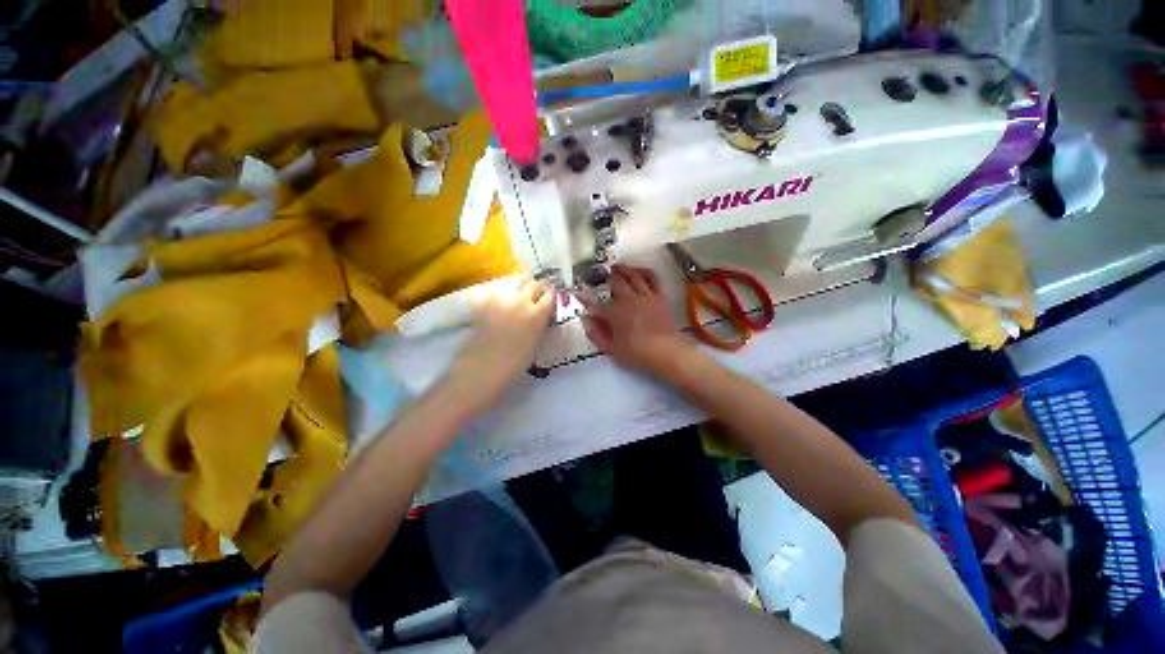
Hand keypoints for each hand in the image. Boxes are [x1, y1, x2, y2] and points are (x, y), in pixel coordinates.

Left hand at [449, 275, 553, 410]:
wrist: (482, 370)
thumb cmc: (514, 365)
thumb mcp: (536, 344)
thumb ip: (540, 325)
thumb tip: (541, 315)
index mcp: (537, 315)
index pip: (550, 295)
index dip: (551, 296)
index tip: (550, 300)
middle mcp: (521, 302)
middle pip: (534, 284)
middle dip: (538, 289)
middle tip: (536, 296)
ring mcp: (501, 300)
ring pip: (516, 282)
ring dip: (521, 285)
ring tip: (520, 293)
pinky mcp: (485, 302)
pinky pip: (497, 289)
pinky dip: (503, 291)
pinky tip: (502, 299)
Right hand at [581, 265, 695, 376]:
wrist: (666, 351)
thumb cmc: (636, 353)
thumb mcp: (611, 349)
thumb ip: (596, 333)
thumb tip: (586, 320)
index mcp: (614, 313)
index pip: (595, 304)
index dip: (585, 298)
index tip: (578, 293)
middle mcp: (628, 299)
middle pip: (615, 283)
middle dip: (605, 278)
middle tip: (599, 275)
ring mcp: (644, 295)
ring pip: (632, 276)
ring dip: (623, 269)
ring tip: (616, 267)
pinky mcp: (658, 296)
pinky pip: (651, 278)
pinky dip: (643, 271)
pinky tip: (638, 270)